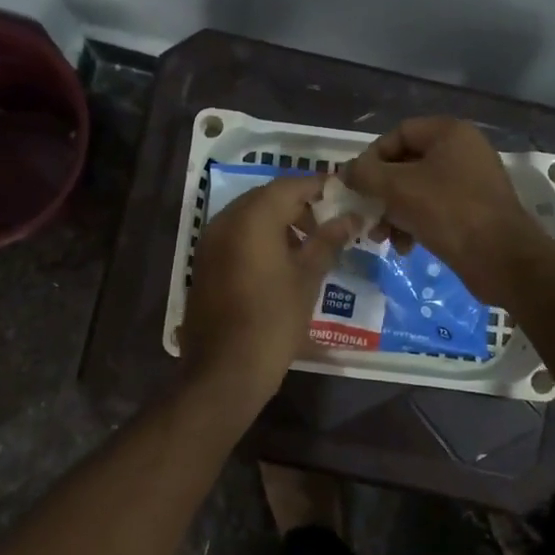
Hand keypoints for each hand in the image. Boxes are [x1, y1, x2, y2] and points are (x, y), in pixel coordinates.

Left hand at [180, 175, 357, 405]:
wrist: (225, 369)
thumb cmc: (274, 320)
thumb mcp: (307, 278)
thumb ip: (328, 241)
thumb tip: (351, 217)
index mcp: (252, 218)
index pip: (290, 185)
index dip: (318, 187)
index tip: (343, 195)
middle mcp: (225, 221)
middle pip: (266, 198)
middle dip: (297, 204)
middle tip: (328, 224)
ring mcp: (209, 242)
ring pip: (248, 216)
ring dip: (277, 221)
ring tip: (307, 246)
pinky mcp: (203, 263)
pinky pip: (234, 236)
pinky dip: (258, 238)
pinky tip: (279, 263)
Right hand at [343, 117, 546, 303]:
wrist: (501, 258)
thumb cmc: (448, 212)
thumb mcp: (397, 188)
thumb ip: (365, 174)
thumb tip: (345, 171)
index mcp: (449, 133)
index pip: (398, 134)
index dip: (372, 157)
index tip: (357, 185)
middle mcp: (462, 151)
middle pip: (406, 164)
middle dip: (381, 192)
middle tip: (365, 215)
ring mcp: (470, 181)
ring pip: (417, 190)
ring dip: (394, 212)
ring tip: (381, 238)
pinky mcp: (473, 210)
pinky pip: (434, 208)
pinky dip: (414, 223)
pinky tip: (404, 247)